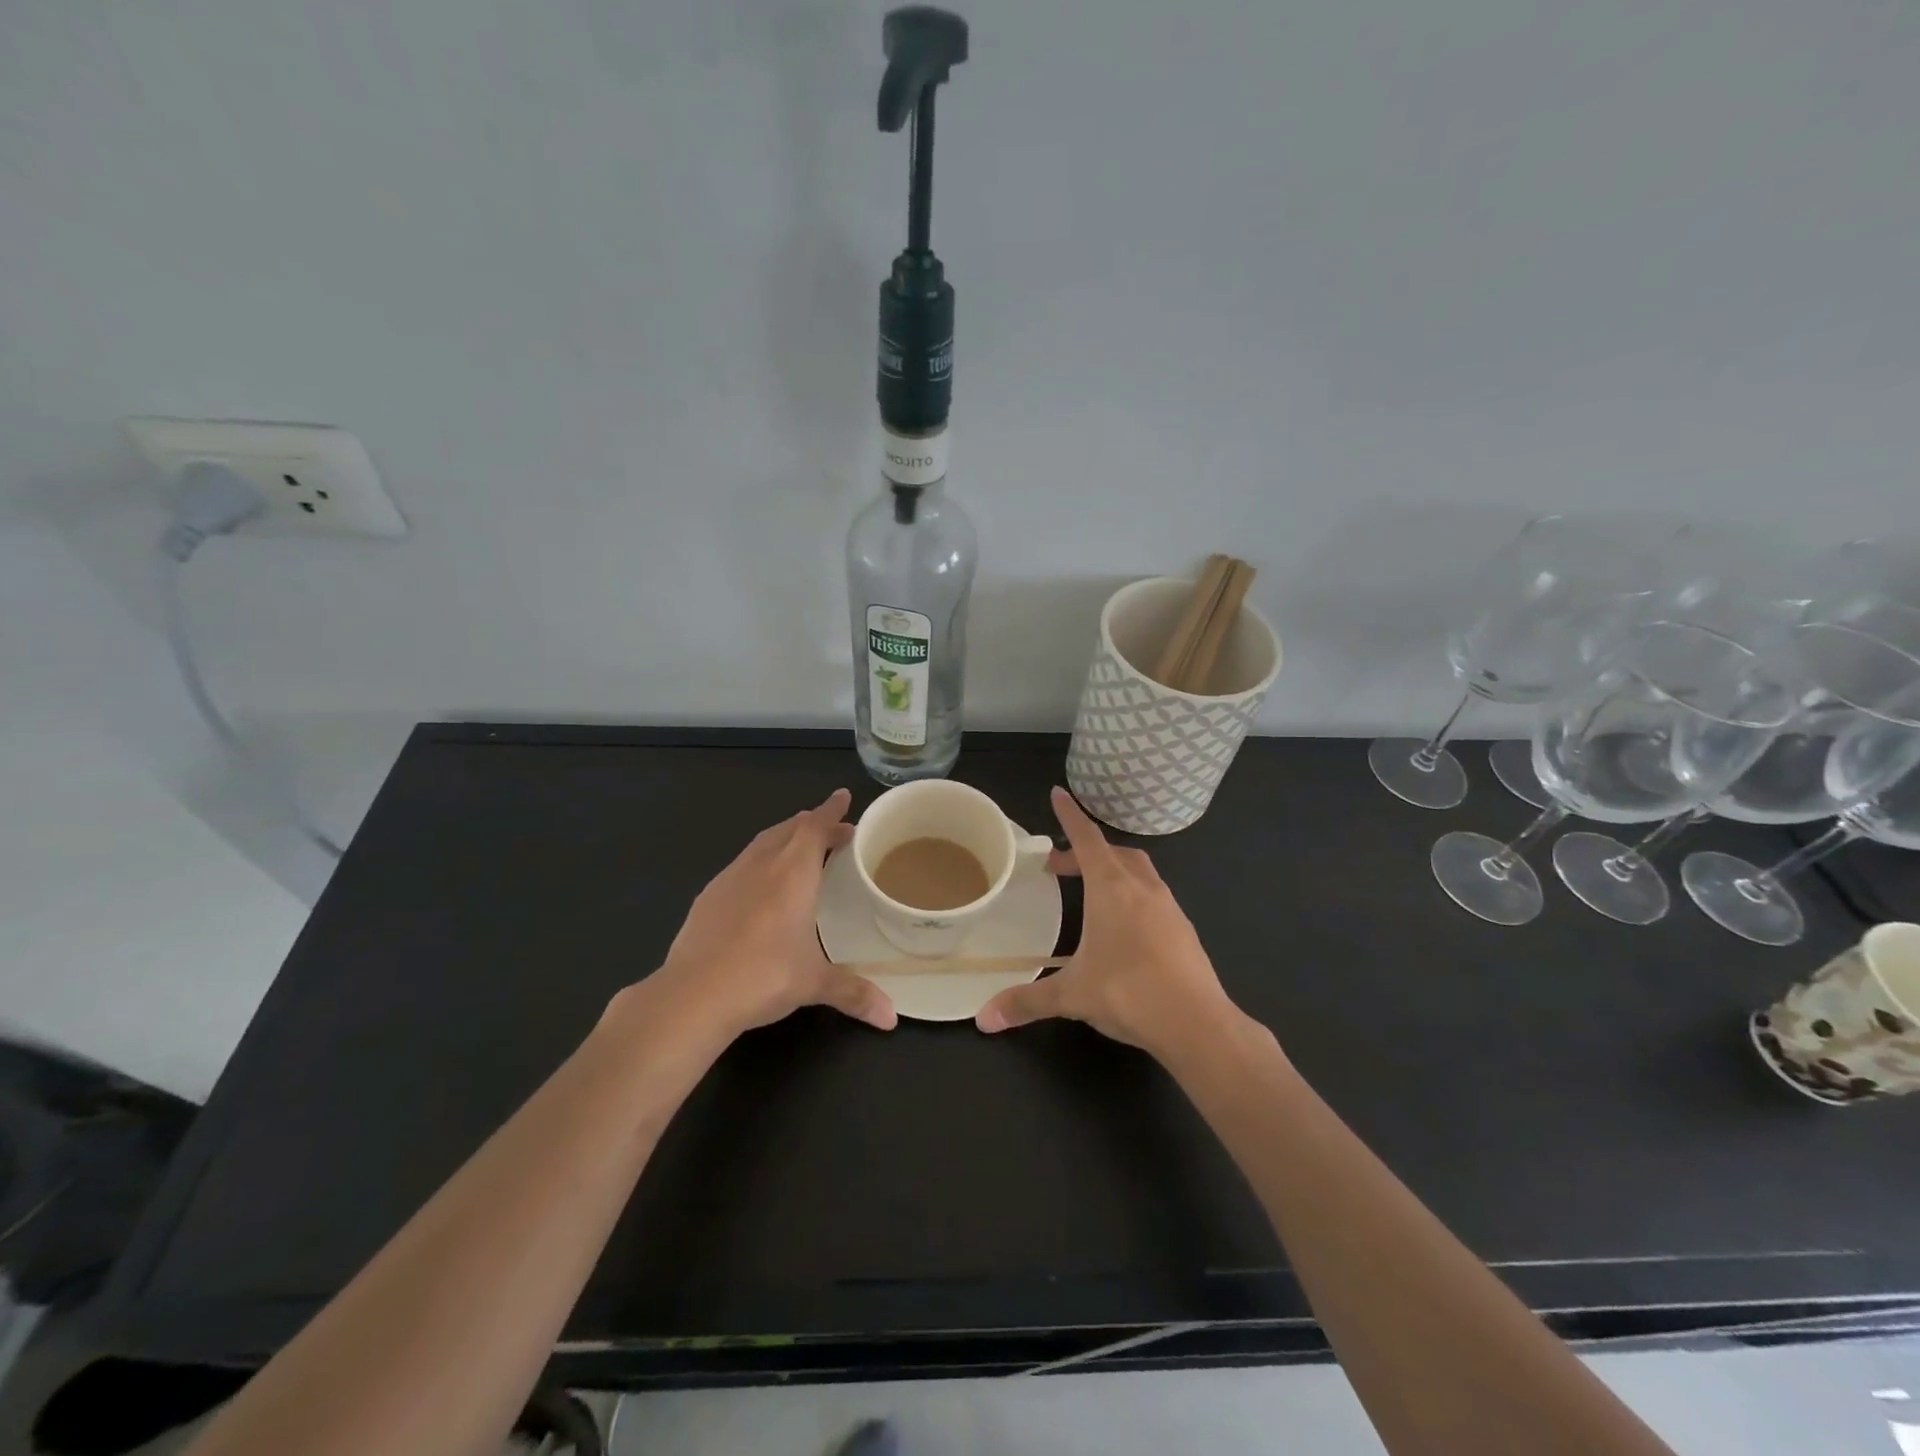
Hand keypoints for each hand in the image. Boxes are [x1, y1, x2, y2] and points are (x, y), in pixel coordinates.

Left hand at [645, 789, 896, 1039]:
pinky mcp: (708, 897)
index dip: (831, 811)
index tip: (843, 796)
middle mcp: (762, 865)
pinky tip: (760, 884)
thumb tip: (891, 1017)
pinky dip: (760, 860)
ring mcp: (730, 878)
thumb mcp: (815, 983)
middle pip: (789, 829)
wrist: (692, 994)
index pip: (815, 828)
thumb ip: (855, 993)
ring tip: (799, 849)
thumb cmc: (763, 977)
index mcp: (793, 874)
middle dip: (813, 824)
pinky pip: (741, 864)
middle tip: (834, 831)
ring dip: (784, 838)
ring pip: (762, 843)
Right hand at [975, 787, 1243, 1062]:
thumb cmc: (1128, 993)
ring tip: (1092, 893)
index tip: (1058, 793)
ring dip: (1113, 870)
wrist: (1199, 1024)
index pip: (1086, 838)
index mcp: (1112, 889)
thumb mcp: (1072, 995)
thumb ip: (1026, 1001)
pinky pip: (1154, 896)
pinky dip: (1134, 895)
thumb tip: (984, 1019)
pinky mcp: (1184, 930)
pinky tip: (1125, 927)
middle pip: (1113, 852)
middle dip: (1085, 852)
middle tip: (1060, 868)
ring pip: (1139, 871)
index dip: (1070, 816)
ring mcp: (1169, 907)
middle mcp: (1142, 888)